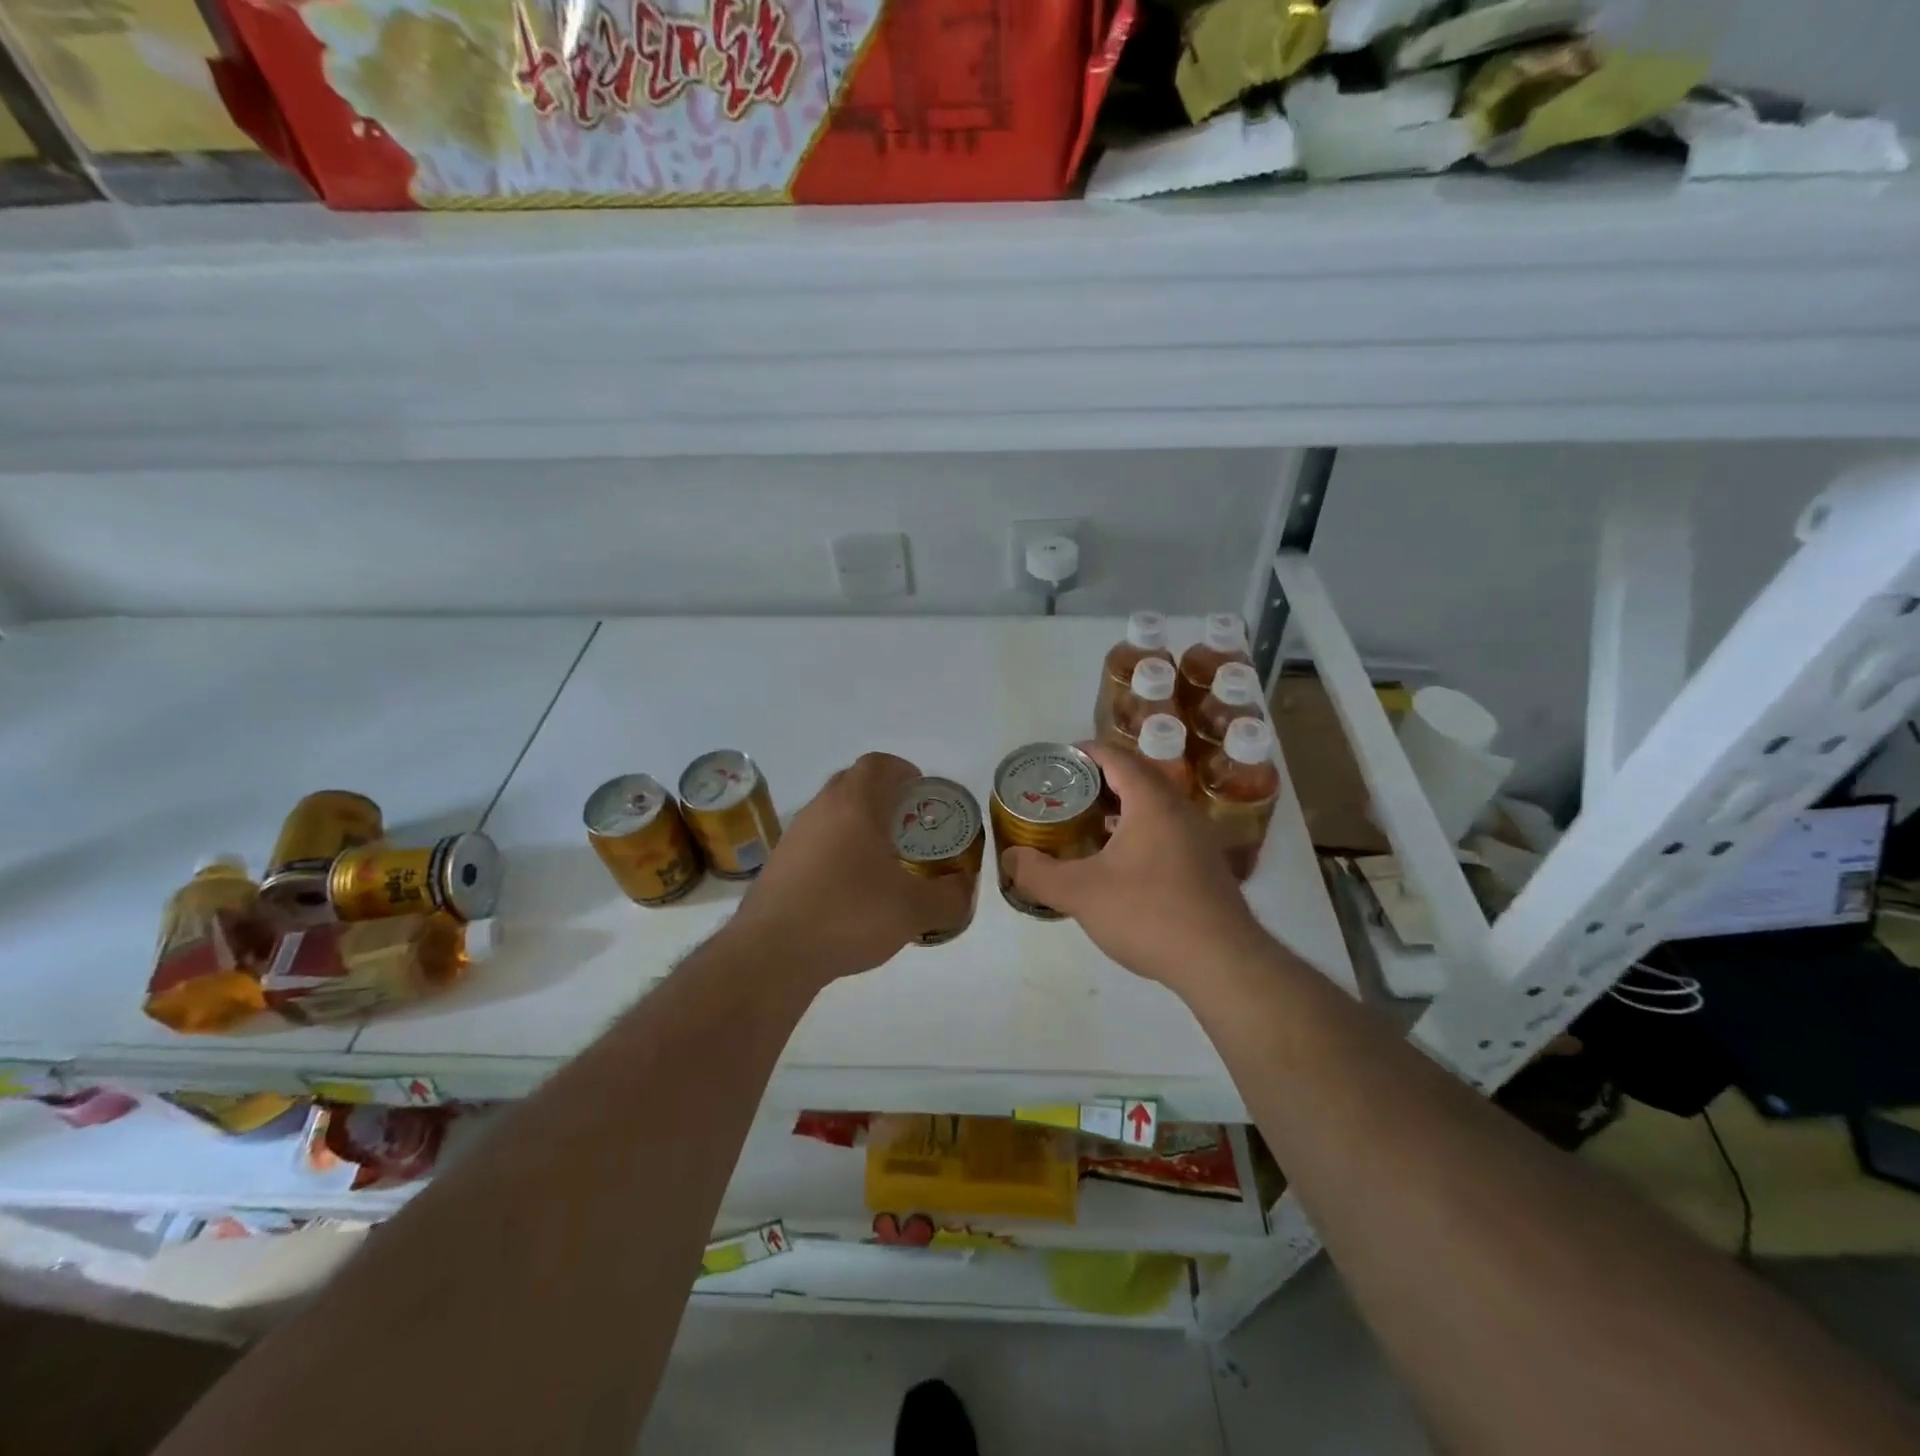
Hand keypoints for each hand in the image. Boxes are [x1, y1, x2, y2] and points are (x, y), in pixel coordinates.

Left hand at [729, 752, 968, 984]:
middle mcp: (820, 809)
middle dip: (884, 799)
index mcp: (853, 804)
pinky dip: (836, 855)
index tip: (921, 794)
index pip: (878, 764)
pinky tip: (850, 892)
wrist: (772, 954)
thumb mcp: (914, 911)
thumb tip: (963, 889)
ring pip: (832, 816)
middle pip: (853, 785)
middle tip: (908, 828)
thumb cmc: (849, 914)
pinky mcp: (778, 866)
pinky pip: (816, 845)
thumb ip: (949, 897)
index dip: (904, 771)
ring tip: (882, 863)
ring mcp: (794, 837)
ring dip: (857, 828)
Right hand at [1000, 742, 1267, 993]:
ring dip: (1118, 807)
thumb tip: (1010, 858)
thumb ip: (1038, 873)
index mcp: (1151, 801)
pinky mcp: (1204, 864)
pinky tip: (1116, 860)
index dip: (1083, 752)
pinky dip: (1136, 830)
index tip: (1055, 761)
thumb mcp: (1081, 894)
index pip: (1116, 757)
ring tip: (1084, 824)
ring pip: (1152, 805)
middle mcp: (1179, 809)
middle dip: (1097, 780)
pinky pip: (1164, 829)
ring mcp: (1197, 837)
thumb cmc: (1149, 914)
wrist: (1222, 962)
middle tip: (1063, 794)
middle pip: (1135, 776)